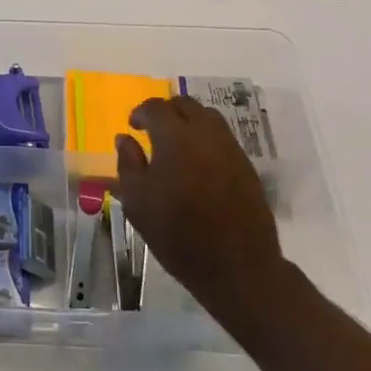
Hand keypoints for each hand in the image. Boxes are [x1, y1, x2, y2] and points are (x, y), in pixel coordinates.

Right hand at [115, 96, 284, 322]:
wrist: (237, 265)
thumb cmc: (178, 234)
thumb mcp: (138, 202)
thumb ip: (128, 164)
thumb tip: (125, 138)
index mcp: (174, 136)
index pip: (155, 107)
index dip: (141, 112)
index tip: (133, 126)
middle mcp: (205, 132)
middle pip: (184, 105)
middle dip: (166, 111)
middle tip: (153, 131)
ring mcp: (229, 146)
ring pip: (207, 116)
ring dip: (188, 120)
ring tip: (177, 143)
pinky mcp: (246, 163)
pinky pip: (222, 136)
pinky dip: (206, 137)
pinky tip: (198, 161)